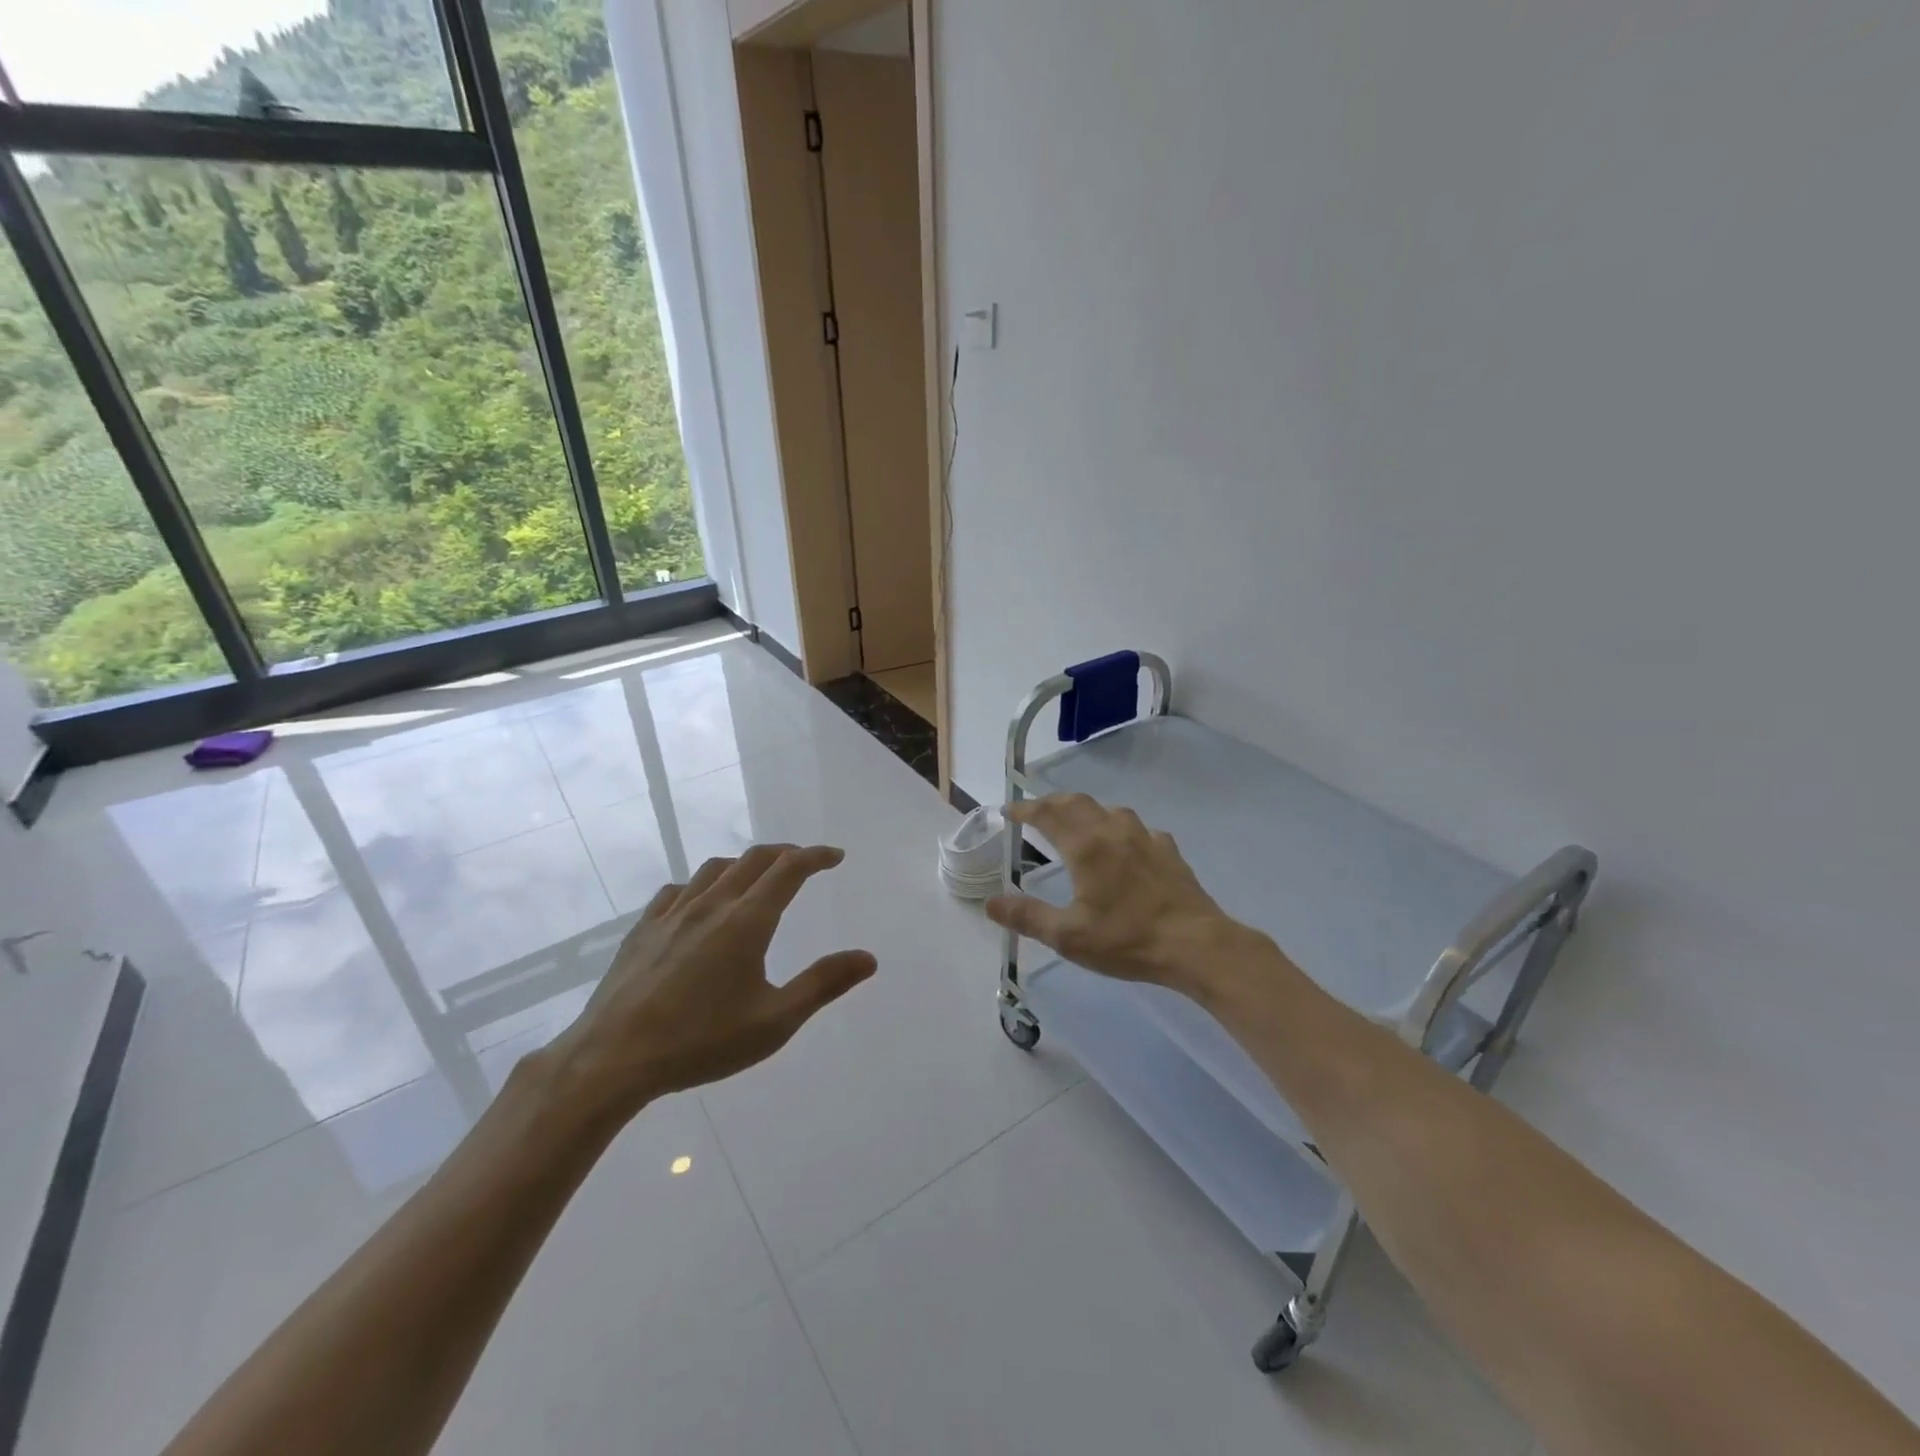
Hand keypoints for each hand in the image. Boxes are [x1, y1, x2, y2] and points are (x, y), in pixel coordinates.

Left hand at [543, 844, 876, 1124]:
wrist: (612, 1059)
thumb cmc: (701, 1042)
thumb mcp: (774, 1021)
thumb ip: (823, 984)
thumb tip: (868, 958)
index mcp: (747, 921)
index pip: (789, 870)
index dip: (816, 857)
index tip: (835, 856)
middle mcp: (712, 904)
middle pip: (754, 859)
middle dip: (785, 853)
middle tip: (805, 862)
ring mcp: (672, 913)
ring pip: (715, 868)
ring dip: (745, 864)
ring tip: (757, 878)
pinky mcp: (643, 928)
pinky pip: (679, 889)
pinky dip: (703, 884)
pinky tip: (700, 903)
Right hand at [985, 794, 1261, 994]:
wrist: (1195, 944)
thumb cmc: (1126, 939)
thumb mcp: (1068, 936)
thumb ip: (1027, 916)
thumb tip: (991, 903)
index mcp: (1085, 847)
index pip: (1048, 814)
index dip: (1025, 809)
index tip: (1010, 811)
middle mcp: (1113, 831)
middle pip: (1077, 802)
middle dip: (1052, 802)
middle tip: (1036, 812)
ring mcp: (1145, 837)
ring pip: (1109, 810)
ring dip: (1086, 811)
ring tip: (1076, 825)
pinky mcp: (1168, 850)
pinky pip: (1137, 828)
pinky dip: (1118, 828)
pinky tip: (1123, 846)